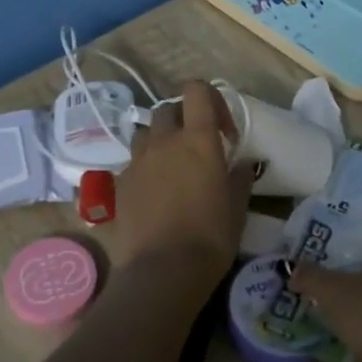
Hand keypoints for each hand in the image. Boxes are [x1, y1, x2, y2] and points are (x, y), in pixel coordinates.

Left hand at [112, 81, 251, 281]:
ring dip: (160, 141)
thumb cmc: (210, 236)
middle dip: (184, 120)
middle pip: (168, 109)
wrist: (162, 271)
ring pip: (146, 133)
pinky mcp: (120, 184)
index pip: (197, 90)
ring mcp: (137, 161)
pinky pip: (133, 163)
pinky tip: (156, 194)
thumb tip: (242, 162)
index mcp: (197, 139)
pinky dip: (146, 168)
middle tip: (198, 148)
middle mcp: (164, 142)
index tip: (223, 131)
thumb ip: (240, 177)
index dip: (211, 100)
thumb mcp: (237, 207)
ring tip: (172, 167)